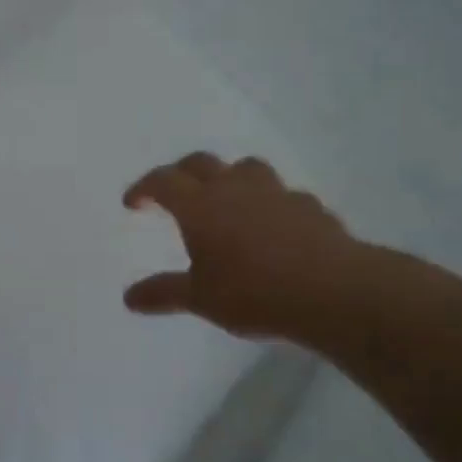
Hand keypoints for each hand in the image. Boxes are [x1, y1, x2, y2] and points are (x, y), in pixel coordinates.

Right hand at [122, 153, 373, 344]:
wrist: (333, 291)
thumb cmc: (253, 292)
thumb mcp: (200, 299)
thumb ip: (163, 293)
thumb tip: (129, 298)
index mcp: (200, 206)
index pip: (163, 181)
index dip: (144, 187)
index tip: (133, 203)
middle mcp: (235, 189)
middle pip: (200, 163)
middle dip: (180, 173)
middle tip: (172, 192)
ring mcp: (276, 194)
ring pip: (246, 168)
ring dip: (229, 177)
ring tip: (226, 200)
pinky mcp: (310, 207)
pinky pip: (283, 196)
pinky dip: (269, 204)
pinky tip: (273, 227)